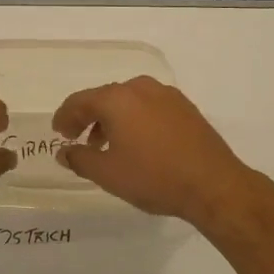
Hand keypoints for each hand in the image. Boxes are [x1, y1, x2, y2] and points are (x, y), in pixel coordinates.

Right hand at [54, 76, 269, 230]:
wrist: (214, 185)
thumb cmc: (154, 177)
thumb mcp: (108, 173)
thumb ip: (80, 159)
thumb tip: (64, 152)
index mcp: (117, 98)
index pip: (80, 101)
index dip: (65, 116)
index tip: (58, 133)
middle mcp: (140, 88)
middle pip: (105, 98)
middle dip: (89, 118)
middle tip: (79, 140)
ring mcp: (166, 95)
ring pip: (129, 102)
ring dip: (113, 120)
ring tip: (107, 146)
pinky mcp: (185, 107)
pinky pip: (149, 107)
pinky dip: (136, 120)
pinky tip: (138, 144)